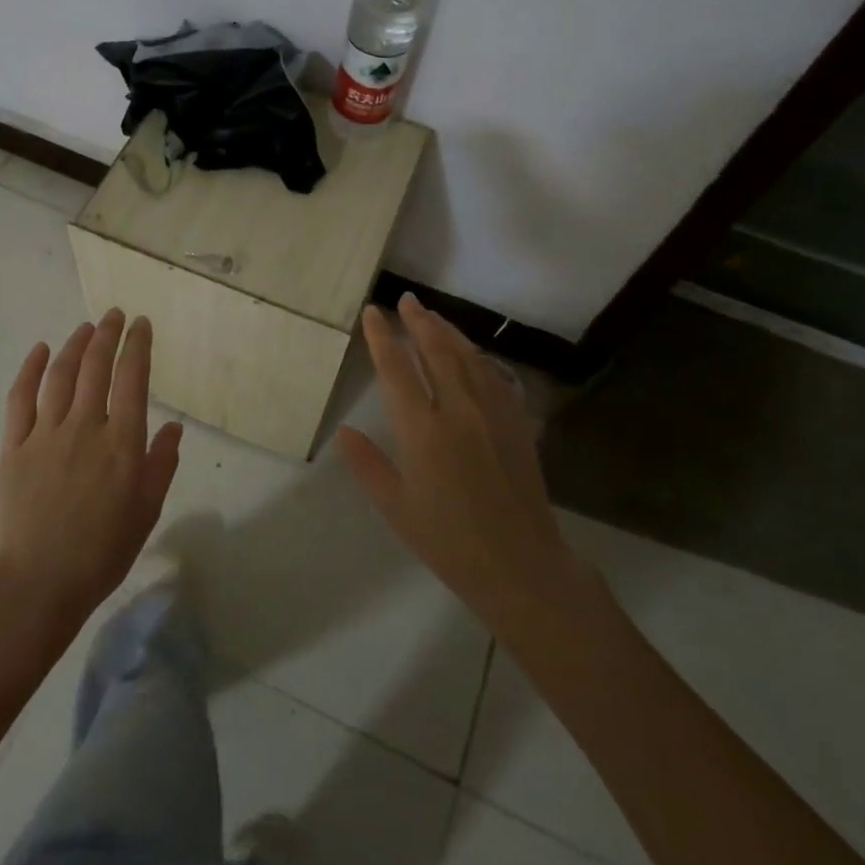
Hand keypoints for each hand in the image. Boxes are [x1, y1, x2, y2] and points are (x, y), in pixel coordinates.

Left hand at [0, 310, 183, 627]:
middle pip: (96, 366)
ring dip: (74, 344)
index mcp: (122, 442)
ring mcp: (45, 433)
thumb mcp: (147, 511)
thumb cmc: (101, 552)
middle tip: (114, 315)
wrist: (37, 583)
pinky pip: (21, 397)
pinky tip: (39, 350)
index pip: (133, 378)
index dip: (138, 346)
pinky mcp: (14, 445)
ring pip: (61, 375)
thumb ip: (162, 464)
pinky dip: (30, 369)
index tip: (142, 325)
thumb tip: (174, 425)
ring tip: (85, 327)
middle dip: (108, 334)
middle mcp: (85, 426)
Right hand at [336, 293, 589, 627]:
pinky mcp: (517, 423)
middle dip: (418, 321)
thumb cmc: (448, 541)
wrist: (520, 564)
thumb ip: (367, 464)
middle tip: (406, 300)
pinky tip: (473, 354)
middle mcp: (458, 410)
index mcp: (422, 430)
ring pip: (468, 357)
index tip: (373, 312)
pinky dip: (478, 357)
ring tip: (433, 316)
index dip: (382, 336)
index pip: (396, 368)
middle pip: (436, 350)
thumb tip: (344, 430)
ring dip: (448, 332)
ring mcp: (493, 413)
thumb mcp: (395, 507)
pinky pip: (495, 376)